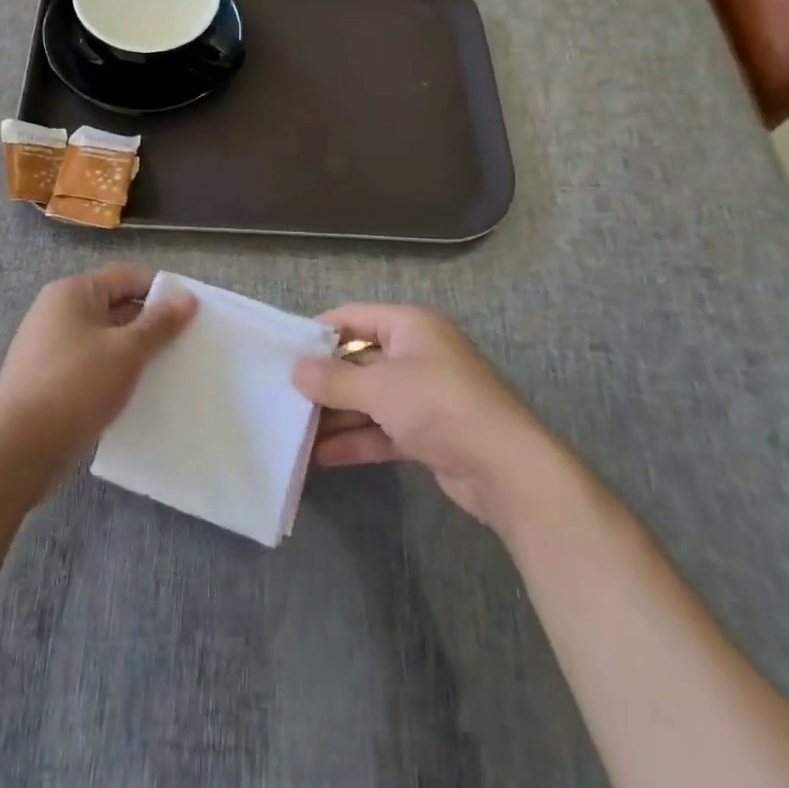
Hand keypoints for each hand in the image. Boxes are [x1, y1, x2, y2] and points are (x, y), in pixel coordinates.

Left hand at [0, 264, 195, 488]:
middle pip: (115, 306)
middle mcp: (57, 311)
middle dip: (150, 323)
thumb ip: (159, 323)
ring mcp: (50, 346)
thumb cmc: (76, 385)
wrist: (18, 449)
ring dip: (134, 352)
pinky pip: (91, 364)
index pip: (126, 277)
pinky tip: (137, 393)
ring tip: (167, 369)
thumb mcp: (126, 351)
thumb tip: (187, 298)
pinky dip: (114, 373)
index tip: (192, 312)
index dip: (160, 291)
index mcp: (73, 292)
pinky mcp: (48, 378)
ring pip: (104, 339)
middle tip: (186, 343)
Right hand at [292, 304, 548, 529]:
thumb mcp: (381, 387)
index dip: (319, 333)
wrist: (507, 469)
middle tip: (281, 397)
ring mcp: (421, 395)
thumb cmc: (440, 406)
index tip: (283, 353)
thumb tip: (295, 369)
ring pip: (367, 399)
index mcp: (409, 326)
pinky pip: (380, 429)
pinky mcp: (425, 433)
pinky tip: (320, 457)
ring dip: (334, 416)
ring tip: (291, 431)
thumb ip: (334, 379)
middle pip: (358, 361)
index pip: (353, 318)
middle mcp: (415, 354)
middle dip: (323, 382)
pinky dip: (354, 440)